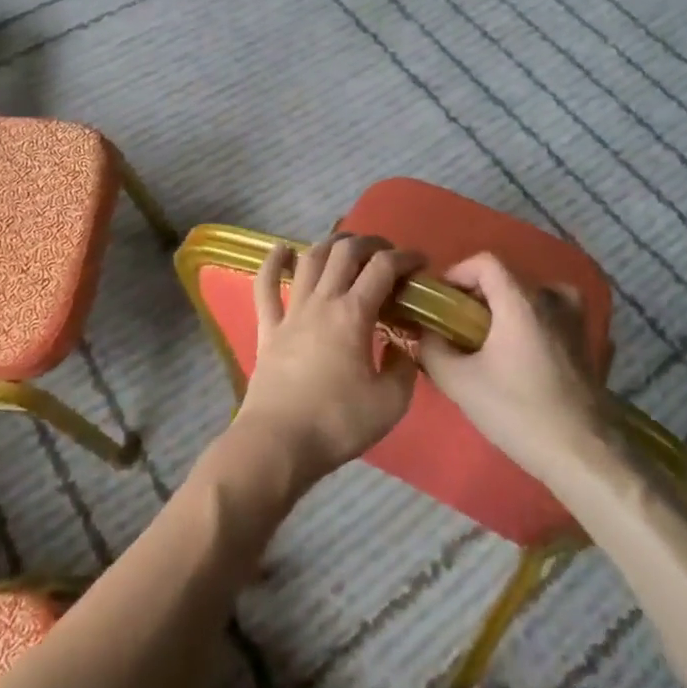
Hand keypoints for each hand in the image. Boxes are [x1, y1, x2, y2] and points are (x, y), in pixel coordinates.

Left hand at [227, 233, 424, 492]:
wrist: (277, 444)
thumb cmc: (337, 423)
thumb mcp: (391, 403)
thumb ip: (404, 368)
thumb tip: (403, 346)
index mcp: (353, 314)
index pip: (383, 268)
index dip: (405, 257)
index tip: (421, 263)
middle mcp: (322, 302)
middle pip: (345, 252)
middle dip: (371, 243)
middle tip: (387, 253)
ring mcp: (291, 312)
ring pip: (310, 260)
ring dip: (331, 244)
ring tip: (347, 245)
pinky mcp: (267, 329)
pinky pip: (265, 286)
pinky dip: (273, 262)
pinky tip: (282, 249)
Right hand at [417, 252, 612, 485]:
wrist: (582, 453)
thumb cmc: (518, 411)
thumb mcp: (460, 383)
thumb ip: (432, 349)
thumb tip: (425, 333)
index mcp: (521, 300)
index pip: (485, 262)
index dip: (457, 274)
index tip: (442, 303)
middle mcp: (552, 299)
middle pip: (507, 279)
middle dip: (477, 298)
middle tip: (457, 329)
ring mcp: (575, 321)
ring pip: (532, 298)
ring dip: (505, 311)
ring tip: (489, 343)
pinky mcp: (586, 344)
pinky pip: (551, 318)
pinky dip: (531, 326)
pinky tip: (520, 358)